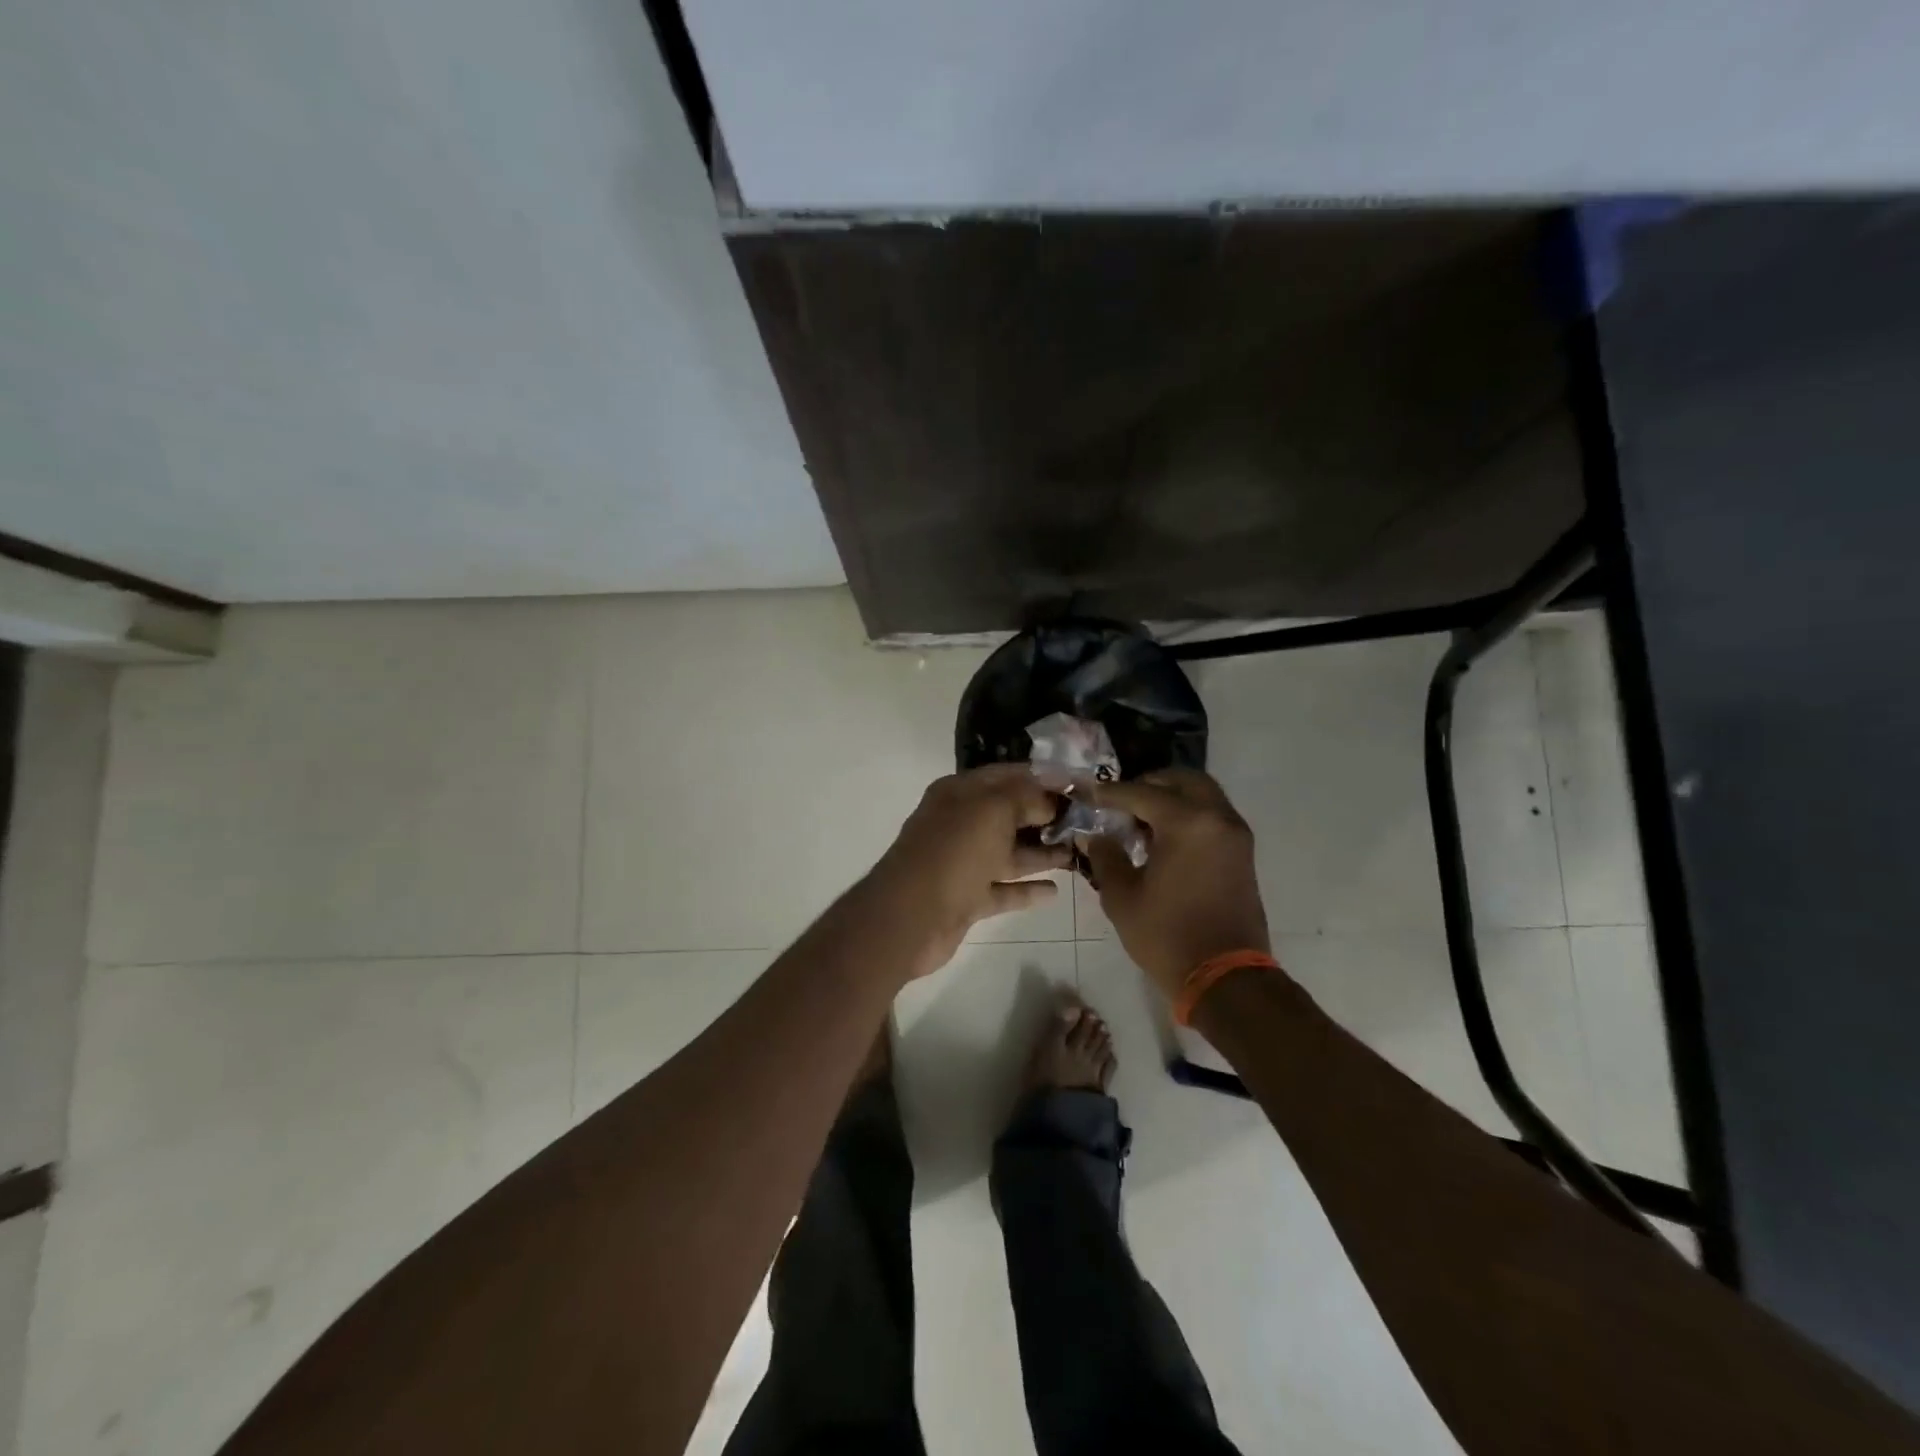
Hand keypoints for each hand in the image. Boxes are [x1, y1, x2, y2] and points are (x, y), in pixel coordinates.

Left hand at [864, 765, 1071, 977]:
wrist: (910, 917)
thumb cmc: (954, 852)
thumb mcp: (993, 810)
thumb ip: (1025, 797)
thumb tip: (1049, 800)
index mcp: (959, 793)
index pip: (1007, 776)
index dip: (1043, 778)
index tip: (1080, 786)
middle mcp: (960, 823)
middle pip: (1010, 814)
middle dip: (1046, 816)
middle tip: (1087, 822)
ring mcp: (962, 863)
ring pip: (1009, 852)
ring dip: (1042, 852)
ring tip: (1079, 852)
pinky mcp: (966, 898)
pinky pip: (1003, 889)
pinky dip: (1027, 889)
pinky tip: (1056, 890)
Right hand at [1083, 769, 1270, 999]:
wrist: (1225, 977)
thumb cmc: (1167, 936)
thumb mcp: (1122, 897)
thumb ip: (1106, 857)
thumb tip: (1095, 836)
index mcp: (1186, 823)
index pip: (1141, 793)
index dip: (1112, 793)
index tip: (1091, 795)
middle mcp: (1216, 818)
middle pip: (1182, 780)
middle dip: (1150, 783)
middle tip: (1123, 801)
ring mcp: (1235, 834)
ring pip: (1203, 794)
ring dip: (1173, 797)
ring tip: (1143, 820)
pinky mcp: (1243, 853)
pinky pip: (1214, 815)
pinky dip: (1190, 814)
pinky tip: (1166, 838)